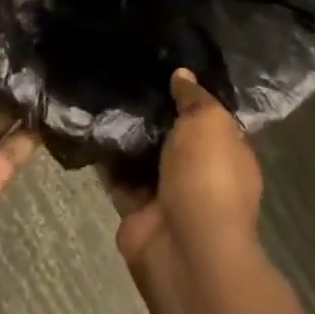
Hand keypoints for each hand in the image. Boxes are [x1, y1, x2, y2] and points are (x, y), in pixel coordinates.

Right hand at [110, 70, 262, 275]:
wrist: (185, 248)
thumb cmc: (208, 177)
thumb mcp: (209, 122)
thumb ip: (194, 97)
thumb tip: (182, 74)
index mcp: (228, 153)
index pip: (208, 117)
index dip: (188, 93)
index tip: (161, 65)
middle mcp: (199, 172)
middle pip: (171, 134)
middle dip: (151, 110)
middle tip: (123, 73)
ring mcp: (166, 192)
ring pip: (142, 154)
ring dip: (124, 132)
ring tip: (99, 91)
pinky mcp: (135, 208)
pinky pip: (117, 175)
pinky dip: (104, 157)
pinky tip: (86, 125)